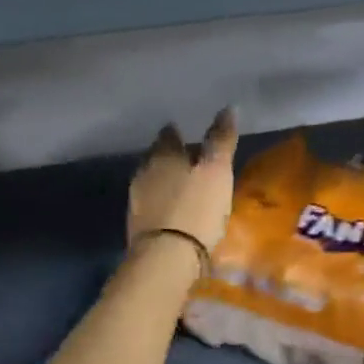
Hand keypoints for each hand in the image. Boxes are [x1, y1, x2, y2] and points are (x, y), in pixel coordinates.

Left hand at [128, 109, 238, 254]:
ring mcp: (136, 199)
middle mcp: (144, 171)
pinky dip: (161, 204)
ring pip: (152, 181)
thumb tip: (228, 107)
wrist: (166, 257)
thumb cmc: (196, 208)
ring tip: (183, 189)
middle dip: (171, 158)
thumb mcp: (217, 171)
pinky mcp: (136, 225)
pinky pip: (150, 205)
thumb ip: (221, 140)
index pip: (168, 135)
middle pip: (157, 157)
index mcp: (163, 154)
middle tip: (189, 162)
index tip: (187, 135)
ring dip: (165, 182)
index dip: (178, 134)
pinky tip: (173, 212)